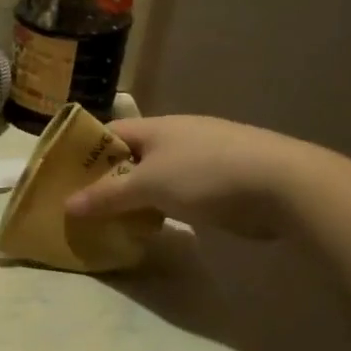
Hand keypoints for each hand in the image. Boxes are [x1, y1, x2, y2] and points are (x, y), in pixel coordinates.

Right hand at [63, 115, 318, 239]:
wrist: (284, 185)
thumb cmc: (206, 174)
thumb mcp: (148, 186)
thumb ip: (107, 196)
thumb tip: (67, 205)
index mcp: (157, 126)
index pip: (110, 132)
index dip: (86, 151)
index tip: (66, 177)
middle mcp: (178, 135)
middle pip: (132, 155)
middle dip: (109, 177)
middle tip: (85, 205)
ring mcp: (204, 156)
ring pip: (157, 174)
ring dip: (137, 195)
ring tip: (115, 219)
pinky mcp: (224, 179)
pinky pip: (180, 190)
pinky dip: (163, 205)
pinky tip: (156, 224)